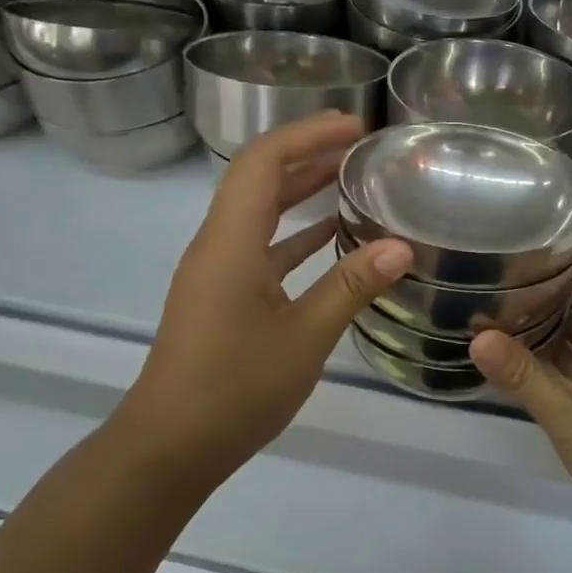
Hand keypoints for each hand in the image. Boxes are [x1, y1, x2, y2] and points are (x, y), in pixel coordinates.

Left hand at [115, 112, 411, 488]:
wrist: (171, 445)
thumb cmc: (235, 388)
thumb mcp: (305, 337)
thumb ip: (351, 287)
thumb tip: (400, 247)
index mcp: (230, 242)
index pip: (262, 162)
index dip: (306, 135)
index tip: (353, 126)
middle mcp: (218, 245)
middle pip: (258, 178)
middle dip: (306, 153)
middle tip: (358, 143)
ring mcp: (217, 272)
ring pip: (259, 213)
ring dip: (300, 190)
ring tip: (350, 178)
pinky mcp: (222, 296)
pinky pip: (261, 247)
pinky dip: (295, 234)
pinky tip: (330, 237)